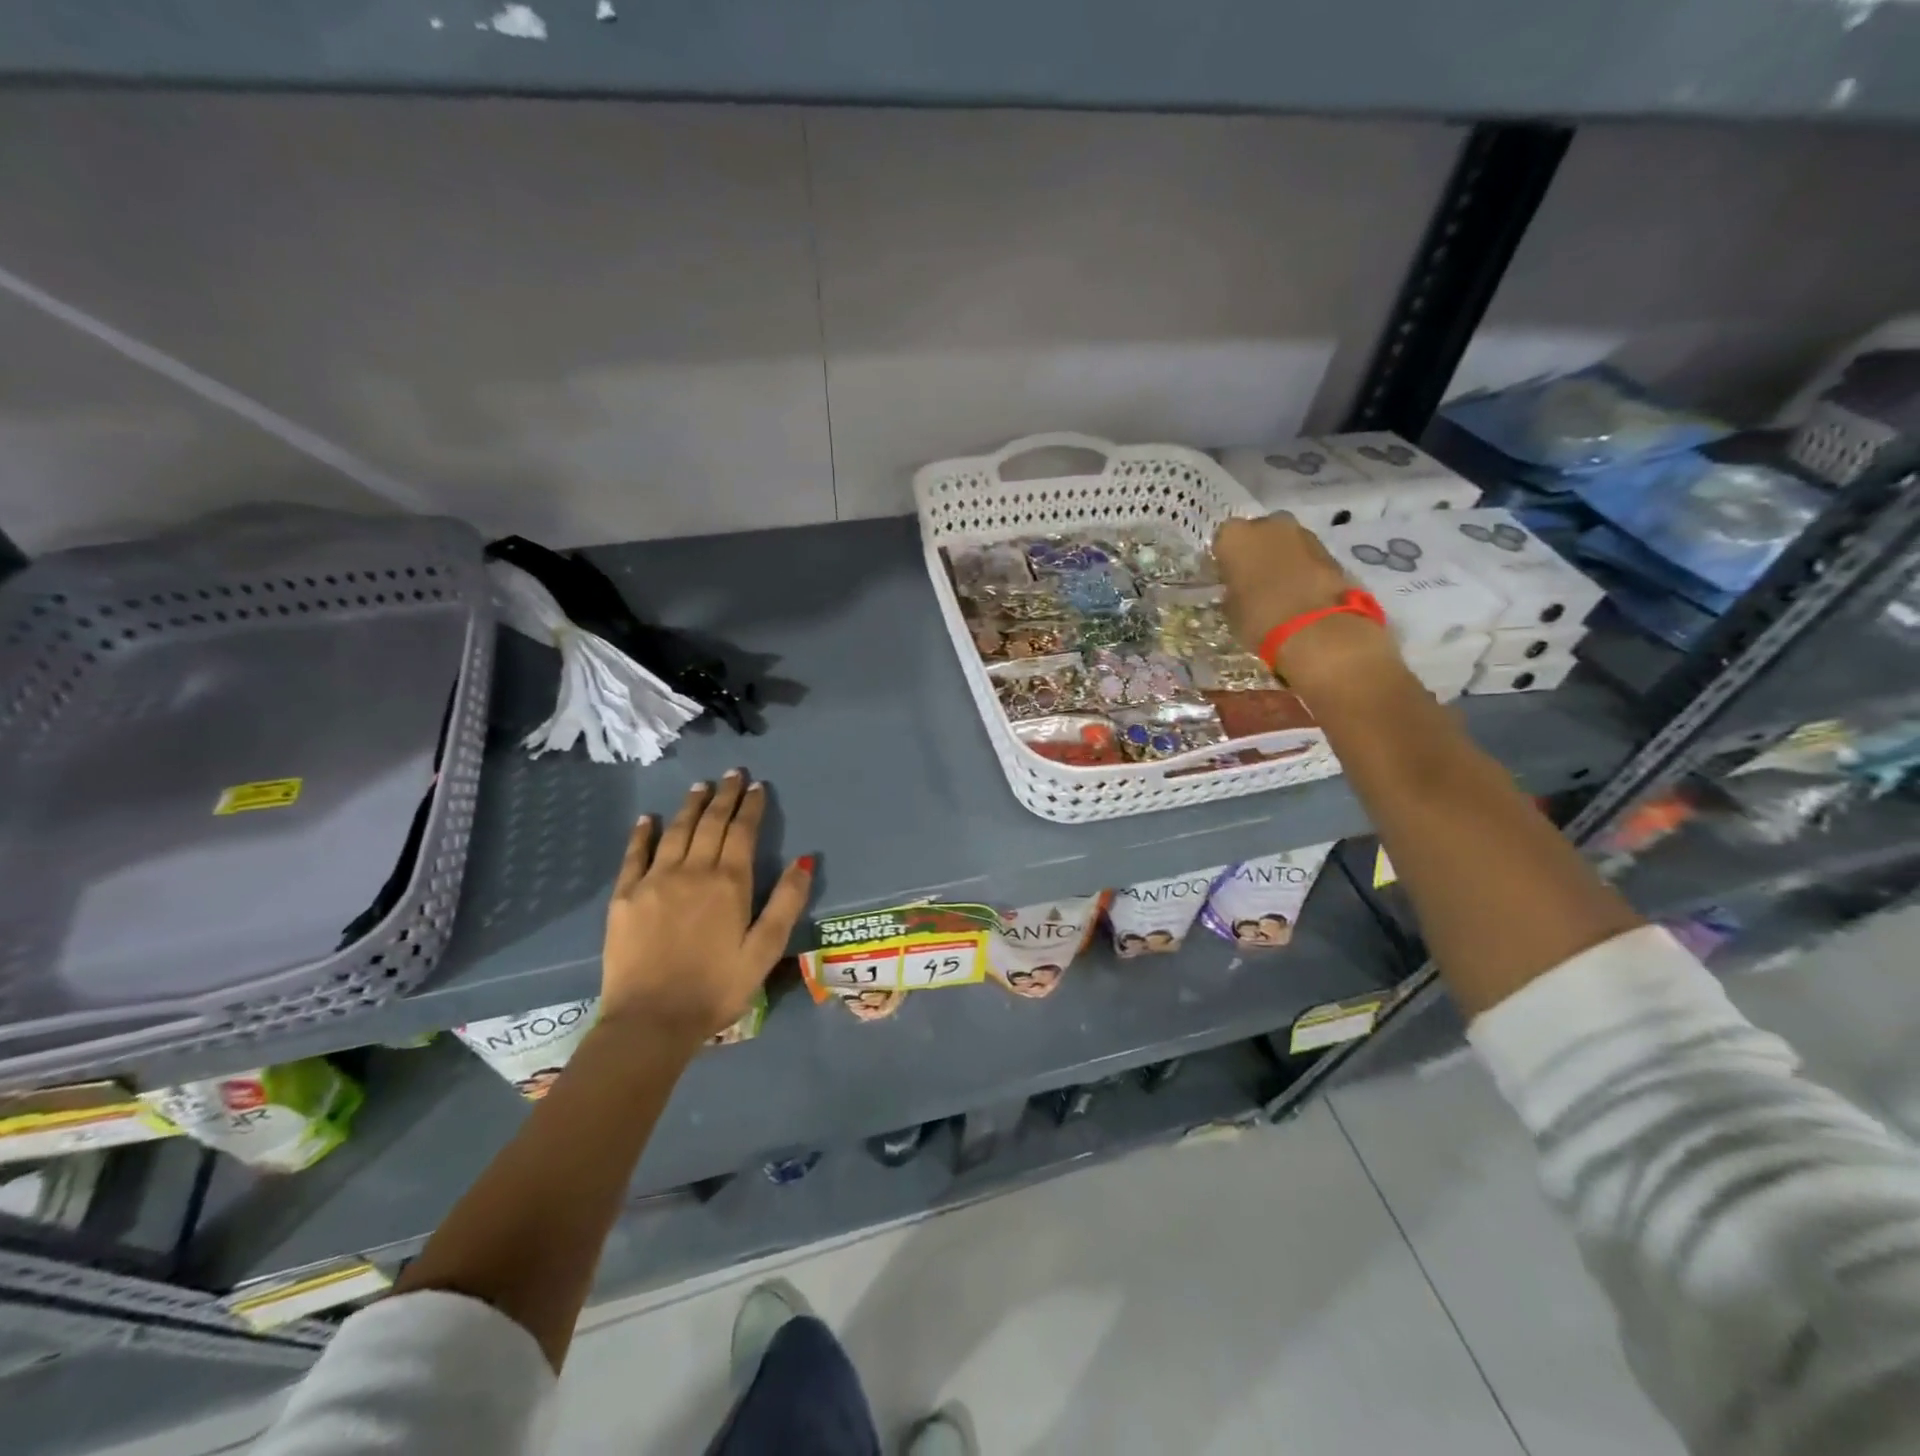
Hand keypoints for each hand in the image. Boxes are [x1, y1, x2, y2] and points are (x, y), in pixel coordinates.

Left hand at [600, 772, 813, 1044]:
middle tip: (732, 774)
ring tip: (700, 786)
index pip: (743, 832)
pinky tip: (649, 819)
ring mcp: (655, 880)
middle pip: (711, 823)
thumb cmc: (717, 988)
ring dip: (690, 806)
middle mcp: (693, 871)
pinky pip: (635, 854)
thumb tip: (805, 860)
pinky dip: (643, 833)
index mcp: (730, 883)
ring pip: (676, 831)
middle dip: (724, 796)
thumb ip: (786, 902)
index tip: (757, 786)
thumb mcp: (764, 950)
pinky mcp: (625, 896)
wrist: (651, 1021)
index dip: (752, 806)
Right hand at [1212, 513, 1399, 690]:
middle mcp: (1267, 524)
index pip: (1222, 541)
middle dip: (1254, 552)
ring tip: (1277, 587)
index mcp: (1234, 536)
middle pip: (1256, 533)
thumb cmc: (1259, 618)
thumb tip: (1237, 588)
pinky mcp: (1328, 548)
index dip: (1224, 560)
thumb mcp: (1230, 609)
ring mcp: (1301, 532)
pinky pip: (1305, 554)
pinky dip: (1300, 566)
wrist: (1315, 628)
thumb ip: (1231, 590)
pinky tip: (1298, 590)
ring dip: (1279, 557)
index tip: (1225, 577)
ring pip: (1283, 541)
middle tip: (1252, 579)